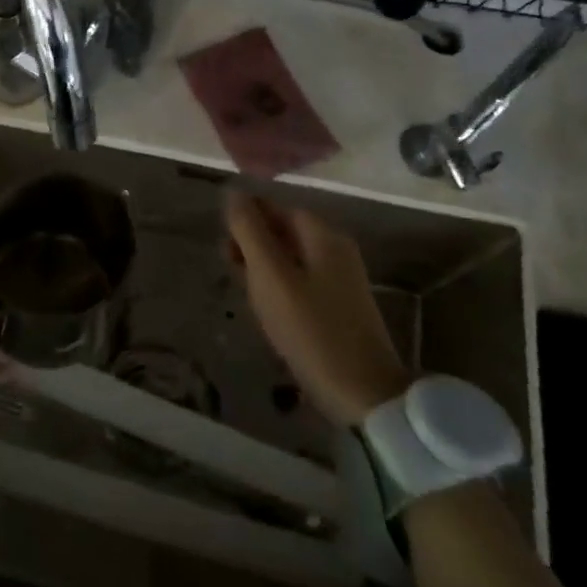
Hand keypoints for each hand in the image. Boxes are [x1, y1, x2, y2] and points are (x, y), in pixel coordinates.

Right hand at [225, 190, 409, 424]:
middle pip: (284, 231)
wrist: (363, 393)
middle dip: (252, 244)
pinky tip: (268, 310)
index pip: (276, 208)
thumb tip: (233, 192)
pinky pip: (301, 281)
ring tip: (245, 293)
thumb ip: (249, 232)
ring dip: (262, 268)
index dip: (246, 220)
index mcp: (322, 235)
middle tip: (229, 270)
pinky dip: (279, 288)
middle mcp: (336, 249)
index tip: (223, 246)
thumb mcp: (270, 276)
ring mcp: (341, 278)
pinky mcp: (340, 305)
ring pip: (290, 258)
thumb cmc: (311, 329)